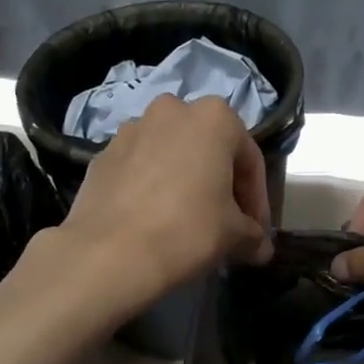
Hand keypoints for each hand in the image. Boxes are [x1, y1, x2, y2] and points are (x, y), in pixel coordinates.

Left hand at [56, 95, 273, 313]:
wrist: (109, 253)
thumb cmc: (187, 231)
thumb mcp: (234, 235)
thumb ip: (254, 235)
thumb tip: (261, 248)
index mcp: (214, 118)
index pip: (249, 159)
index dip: (257, 199)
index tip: (257, 230)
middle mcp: (172, 110)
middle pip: (208, 149)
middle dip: (220, 184)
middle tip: (225, 222)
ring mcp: (131, 129)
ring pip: (171, 155)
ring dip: (184, 182)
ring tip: (187, 221)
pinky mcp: (102, 155)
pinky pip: (139, 168)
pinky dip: (152, 188)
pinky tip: (153, 220)